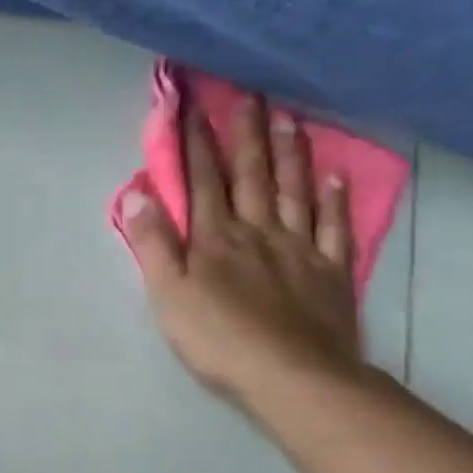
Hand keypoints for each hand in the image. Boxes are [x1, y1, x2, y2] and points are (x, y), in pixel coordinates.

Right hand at [121, 93, 363, 411]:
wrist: (293, 378)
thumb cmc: (218, 338)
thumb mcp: (168, 294)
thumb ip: (153, 244)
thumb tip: (137, 195)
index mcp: (214, 238)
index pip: (202, 181)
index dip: (195, 144)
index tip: (193, 106)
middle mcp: (257, 232)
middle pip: (250, 176)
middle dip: (246, 134)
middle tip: (250, 94)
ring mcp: (299, 250)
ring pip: (294, 192)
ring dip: (290, 154)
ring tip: (290, 118)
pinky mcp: (331, 273)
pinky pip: (335, 229)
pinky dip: (335, 201)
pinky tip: (335, 178)